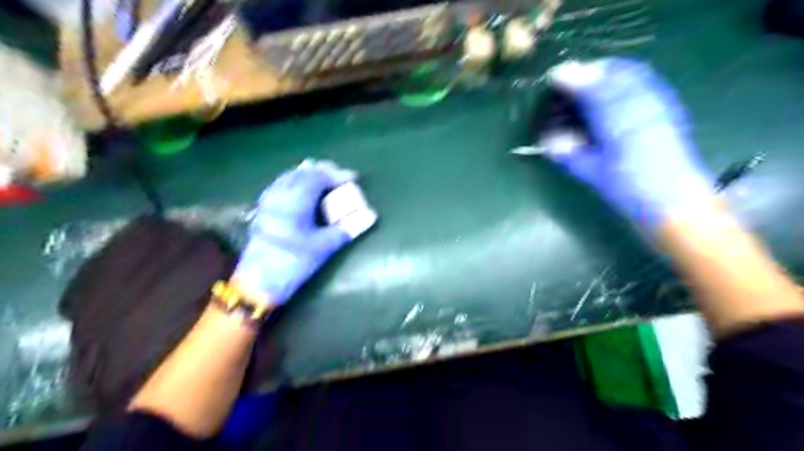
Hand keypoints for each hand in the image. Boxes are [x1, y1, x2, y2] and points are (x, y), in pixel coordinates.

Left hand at [232, 159, 369, 305]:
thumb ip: (348, 227)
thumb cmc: (294, 263)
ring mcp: (268, 200)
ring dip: (309, 176)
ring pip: (290, 176)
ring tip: (325, 183)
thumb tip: (371, 215)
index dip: (337, 174)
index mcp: (296, 200)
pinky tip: (304, 194)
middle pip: (303, 172)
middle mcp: (279, 194)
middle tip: (341, 179)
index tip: (353, 178)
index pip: (318, 176)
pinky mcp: (262, 209)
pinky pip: (281, 185)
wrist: (259, 282)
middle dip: (324, 171)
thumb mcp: (325, 246)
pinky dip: (296, 183)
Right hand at [543, 57, 711, 223]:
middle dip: (591, 71)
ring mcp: (659, 105)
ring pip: (633, 74)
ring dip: (609, 71)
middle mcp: (641, 107)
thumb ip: (569, 153)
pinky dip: (627, 78)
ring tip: (591, 79)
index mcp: (618, 123)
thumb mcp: (593, 173)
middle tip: (572, 78)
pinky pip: (646, 82)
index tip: (556, 76)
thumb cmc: (630, 190)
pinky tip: (617, 89)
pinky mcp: (669, 109)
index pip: (593, 90)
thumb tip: (547, 140)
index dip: (574, 79)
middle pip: (615, 74)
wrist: (675, 202)